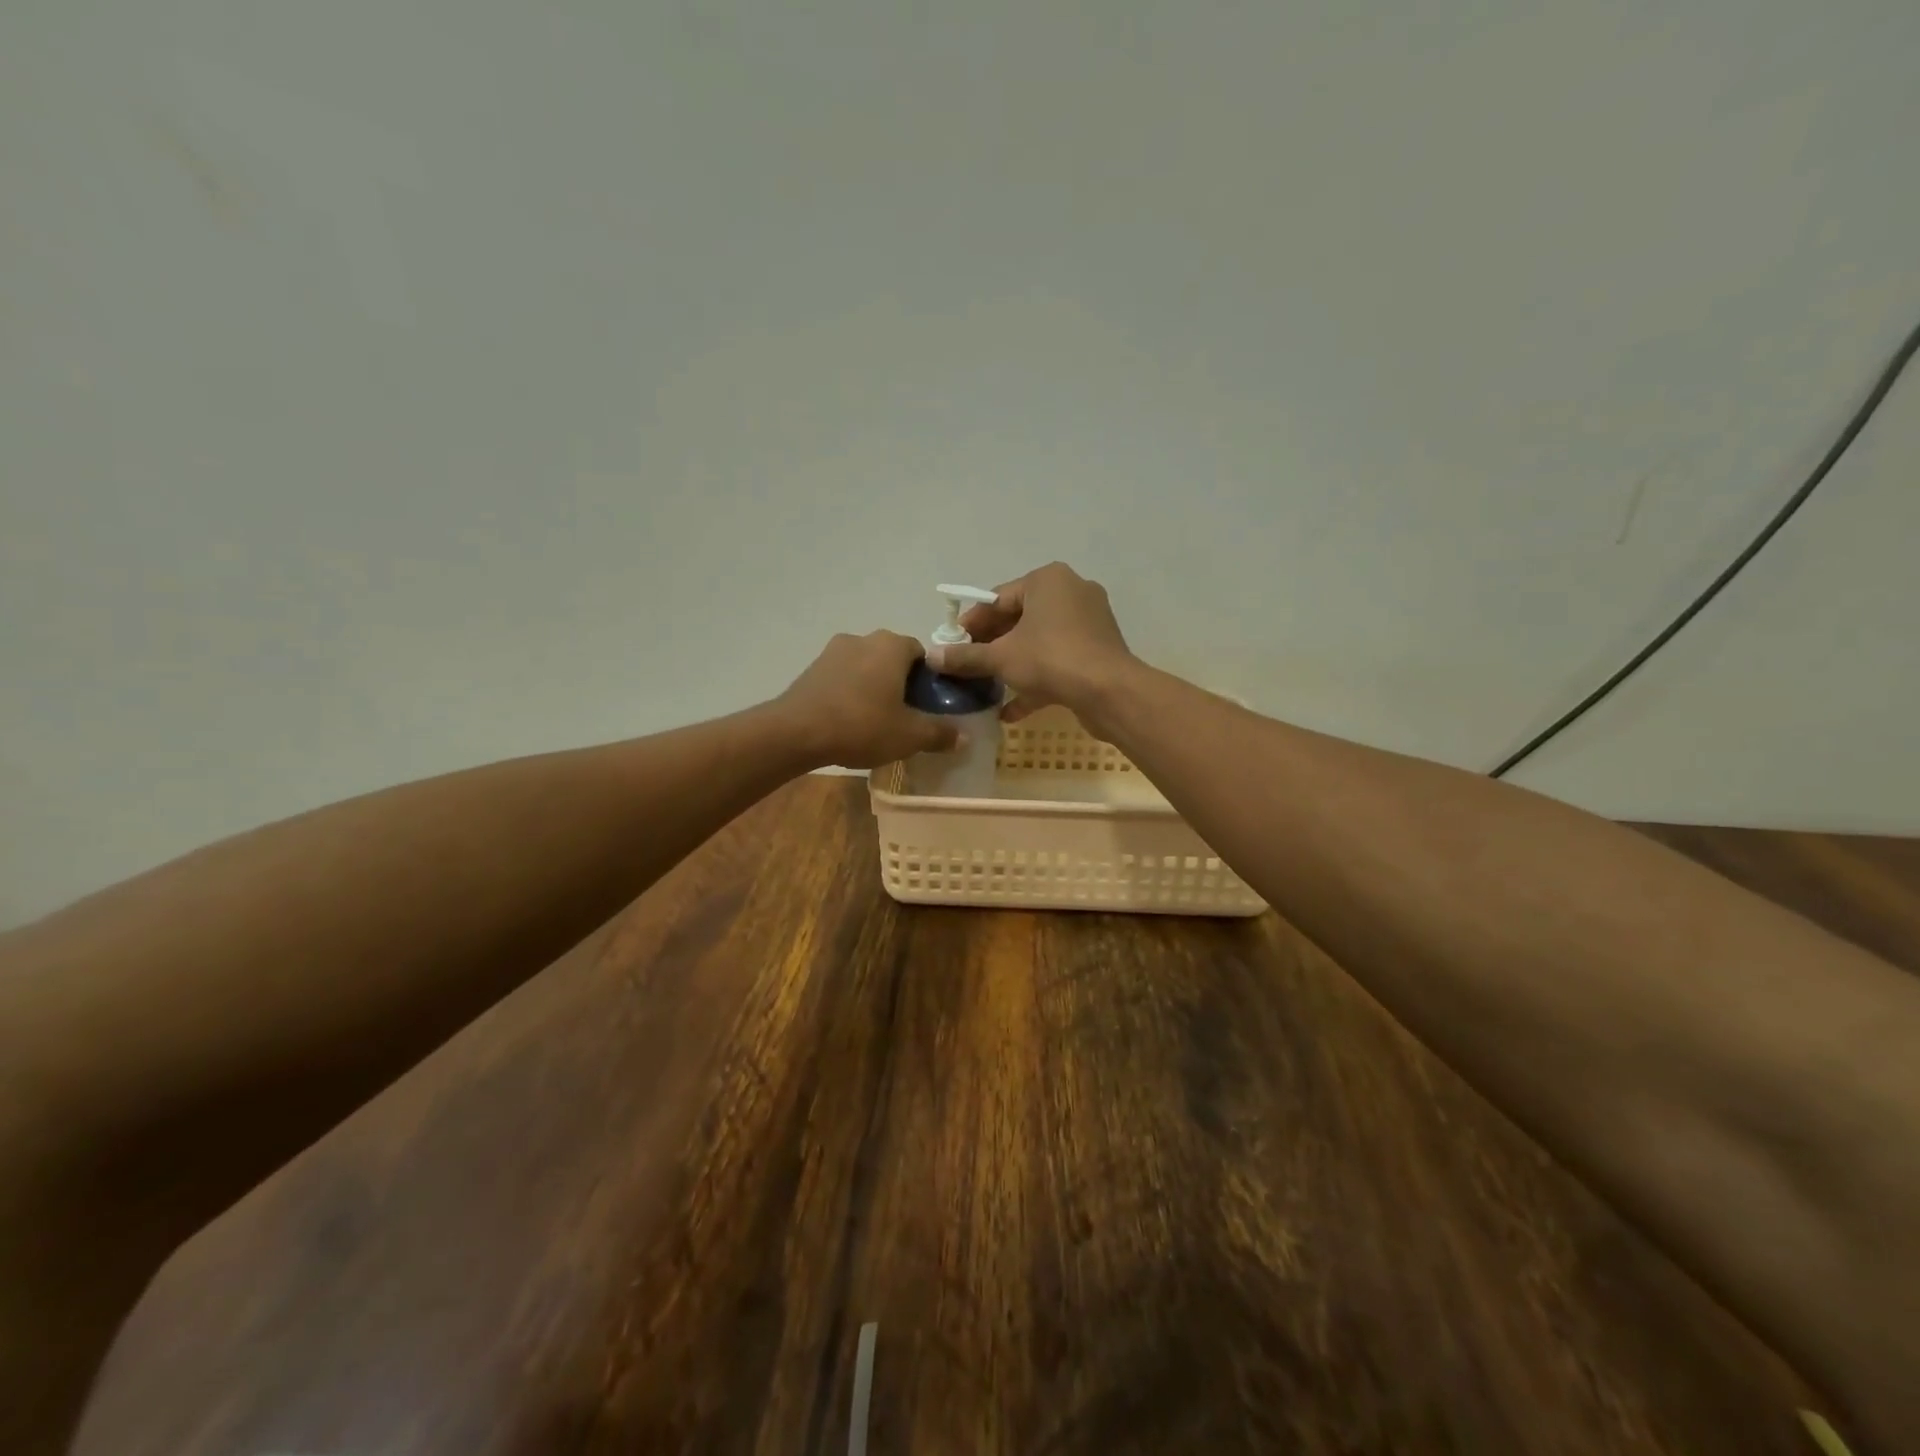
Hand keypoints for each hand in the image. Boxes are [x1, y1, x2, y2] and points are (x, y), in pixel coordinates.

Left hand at [775, 631, 960, 769]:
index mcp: (892, 645)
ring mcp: (833, 650)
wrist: (796, 731)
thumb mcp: (909, 735)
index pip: (923, 653)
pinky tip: (849, 720)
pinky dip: (850, 692)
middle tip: (906, 715)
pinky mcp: (812, 668)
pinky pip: (843, 677)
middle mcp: (864, 638)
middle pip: (893, 658)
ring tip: (876, 720)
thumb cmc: (861, 725)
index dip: (930, 679)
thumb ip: (939, 733)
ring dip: (874, 687)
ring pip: (866, 666)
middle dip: (901, 682)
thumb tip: (964, 737)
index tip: (929, 705)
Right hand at [926, 562, 1135, 729]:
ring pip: (1039, 642)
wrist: (1110, 692)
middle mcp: (1071, 592)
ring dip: (1012, 665)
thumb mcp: (1000, 657)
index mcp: (1047, 580)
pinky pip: (1058, 660)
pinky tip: (1010, 710)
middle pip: (1019, 618)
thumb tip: (932, 657)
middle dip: (991, 645)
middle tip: (967, 667)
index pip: (997, 598)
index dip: (971, 624)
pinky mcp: (1097, 650)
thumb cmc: (1051, 659)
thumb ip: (965, 656)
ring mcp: (1088, 622)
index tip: (952, 646)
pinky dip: (1036, 680)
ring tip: (985, 687)